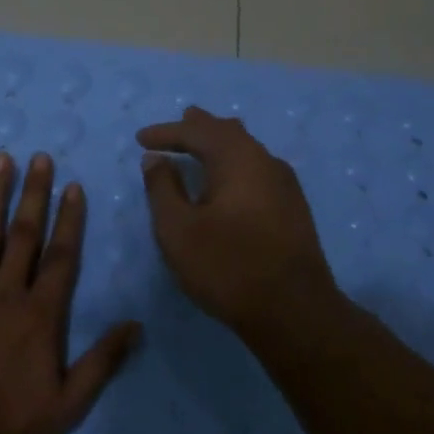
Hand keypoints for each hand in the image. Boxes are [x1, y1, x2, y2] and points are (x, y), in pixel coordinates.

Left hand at [0, 150, 141, 433]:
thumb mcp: (68, 404)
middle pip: (24, 235)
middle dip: (34, 194)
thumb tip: (136, 325)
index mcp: (39, 315)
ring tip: (0, 160)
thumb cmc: (7, 425)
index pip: (61, 257)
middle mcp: (4, 293)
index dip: (69, 219)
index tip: (73, 186)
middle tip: (40, 158)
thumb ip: (102, 361)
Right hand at [138, 106, 342, 346]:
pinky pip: (257, 170)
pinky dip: (234, 165)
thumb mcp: (178, 229)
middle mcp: (266, 162)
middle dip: (200, 128)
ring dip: (220, 145)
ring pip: (248, 150)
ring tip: (202, 144)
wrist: (293, 311)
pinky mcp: (293, 208)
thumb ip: (163, 188)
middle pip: (229, 133)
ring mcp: (285, 185)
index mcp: (237, 159)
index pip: (197, 132)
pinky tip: (230, 181)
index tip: (140, 139)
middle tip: (180, 122)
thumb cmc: (226, 266)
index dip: (166, 133)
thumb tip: (156, 159)